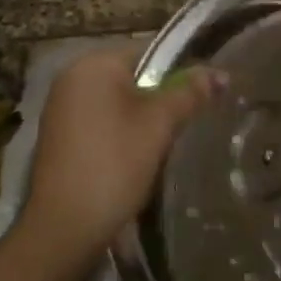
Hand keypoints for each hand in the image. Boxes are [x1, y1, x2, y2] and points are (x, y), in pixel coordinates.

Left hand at [19, 45, 223, 264]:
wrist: (65, 227)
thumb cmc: (114, 164)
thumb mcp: (159, 124)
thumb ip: (190, 93)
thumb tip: (221, 73)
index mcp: (92, 64)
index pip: (149, 53)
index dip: (180, 72)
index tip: (202, 97)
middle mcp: (71, 78)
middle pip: (132, 78)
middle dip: (160, 99)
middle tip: (186, 124)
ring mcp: (60, 109)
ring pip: (117, 103)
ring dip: (141, 120)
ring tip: (165, 144)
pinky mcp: (58, 138)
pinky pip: (100, 123)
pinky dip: (120, 135)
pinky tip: (135, 160)